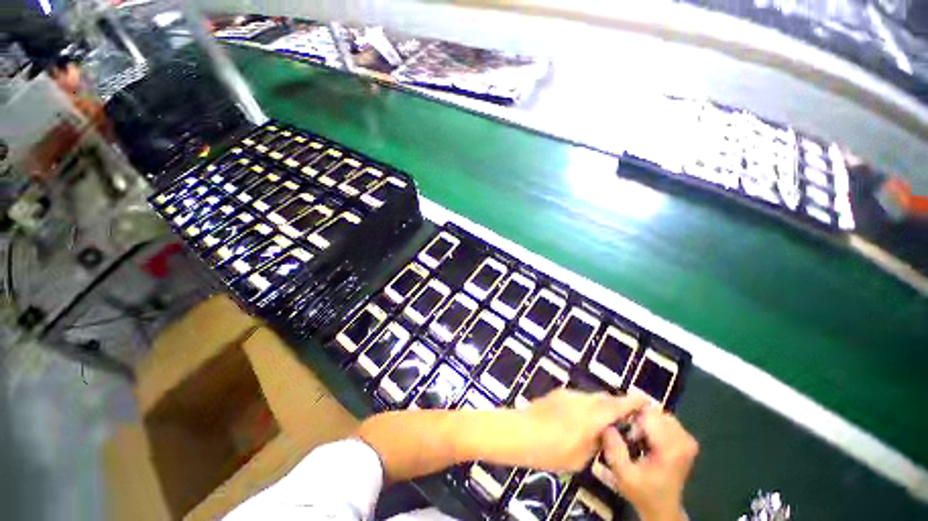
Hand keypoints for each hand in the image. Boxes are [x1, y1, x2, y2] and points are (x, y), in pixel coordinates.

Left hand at [511, 389, 647, 471]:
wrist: (519, 431)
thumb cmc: (550, 450)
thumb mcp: (578, 457)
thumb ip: (594, 443)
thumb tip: (601, 434)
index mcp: (591, 416)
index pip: (616, 406)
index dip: (632, 402)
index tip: (645, 400)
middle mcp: (581, 400)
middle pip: (604, 399)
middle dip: (615, 405)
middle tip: (623, 419)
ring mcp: (567, 395)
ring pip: (590, 398)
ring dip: (599, 406)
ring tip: (599, 423)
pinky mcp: (557, 394)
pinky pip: (578, 398)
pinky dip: (585, 406)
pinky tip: (578, 420)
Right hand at [600, 408, 697, 520]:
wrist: (663, 509)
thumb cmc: (643, 492)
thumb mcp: (623, 474)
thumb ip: (615, 449)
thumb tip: (606, 424)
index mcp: (671, 447)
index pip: (648, 414)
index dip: (630, 414)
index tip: (618, 424)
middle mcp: (683, 439)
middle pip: (653, 412)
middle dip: (636, 418)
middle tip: (625, 434)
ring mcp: (687, 439)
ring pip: (658, 414)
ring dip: (643, 421)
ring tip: (634, 437)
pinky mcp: (686, 440)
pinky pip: (664, 421)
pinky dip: (651, 425)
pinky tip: (644, 439)